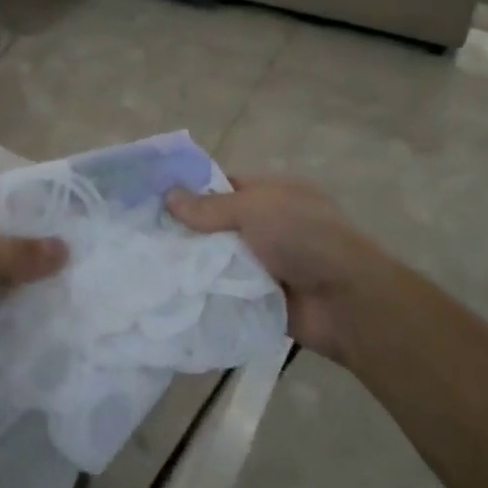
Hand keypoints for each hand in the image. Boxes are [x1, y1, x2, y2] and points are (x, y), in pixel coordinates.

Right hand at [166, 176, 392, 363]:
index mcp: (273, 194)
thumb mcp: (254, 209)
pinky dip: (206, 295)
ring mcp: (266, 264)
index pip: (225, 186)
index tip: (155, 200)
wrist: (345, 301)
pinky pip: (226, 293)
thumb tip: (169, 196)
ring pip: (219, 261)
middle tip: (142, 237)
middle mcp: (269, 226)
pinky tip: (169, 294)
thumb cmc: (302, 237)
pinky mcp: (261, 299)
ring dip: (194, 266)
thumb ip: (210, 207)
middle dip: (187, 232)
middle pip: (218, 226)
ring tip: (146, 266)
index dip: (193, 191)